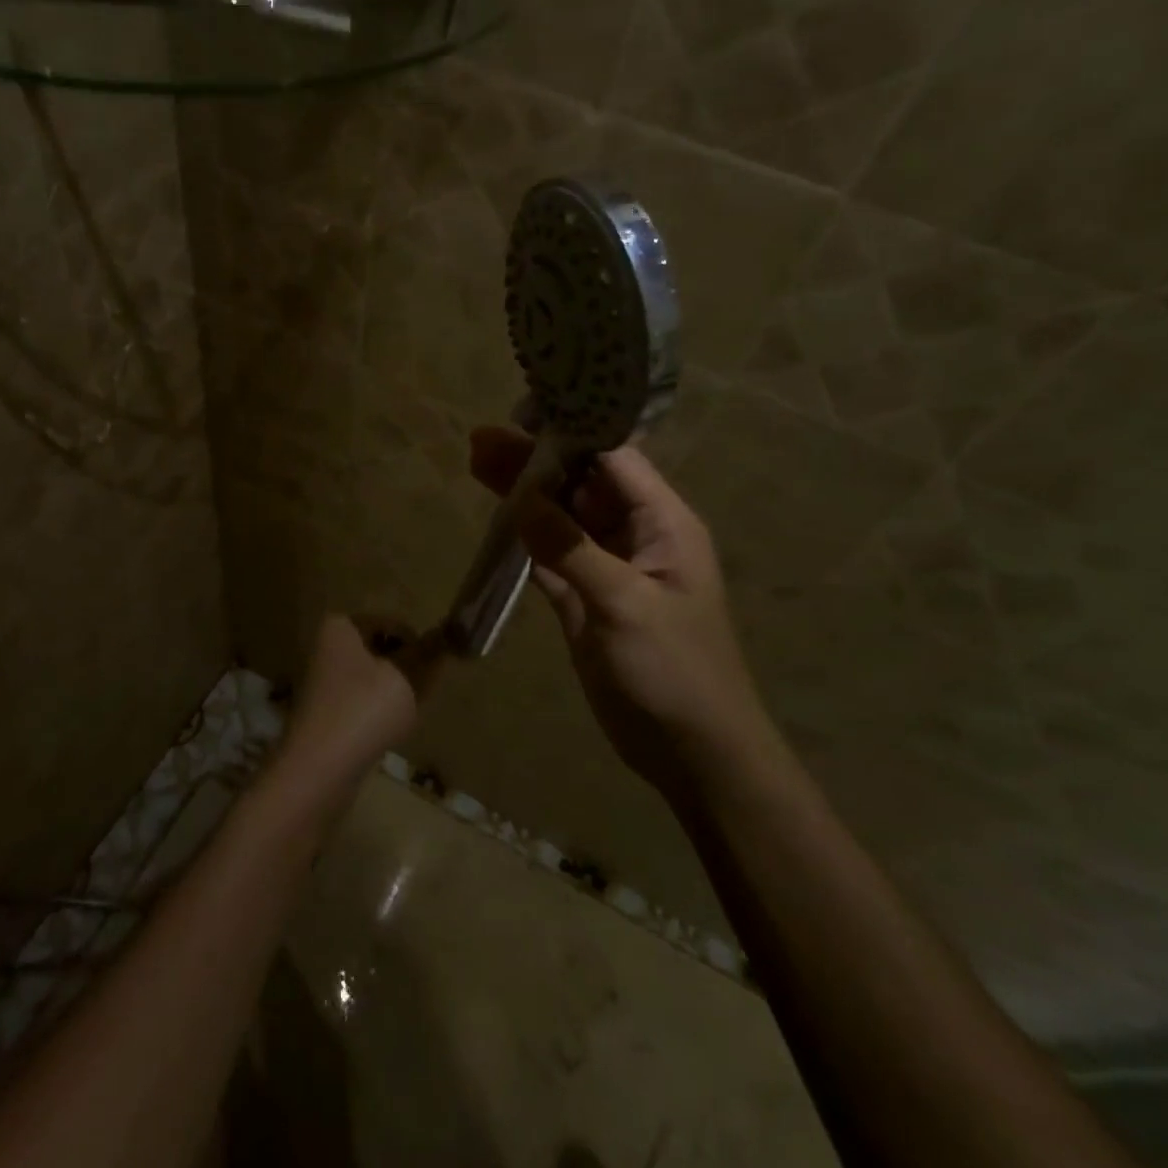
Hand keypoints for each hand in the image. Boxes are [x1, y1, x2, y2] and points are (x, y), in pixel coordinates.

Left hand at [272, 615, 443, 803]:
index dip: (418, 643)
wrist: (318, 770)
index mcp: (340, 627)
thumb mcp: (406, 678)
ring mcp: (321, 682)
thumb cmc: (364, 710)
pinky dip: (378, 711)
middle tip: (425, 690)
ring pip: (372, 678)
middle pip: (380, 650)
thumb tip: (445, 636)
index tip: (436, 667)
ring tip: (408, 711)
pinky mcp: (324, 713)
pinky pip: (360, 702)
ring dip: (394, 691)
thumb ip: (427, 655)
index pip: (391, 624)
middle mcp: (325, 648)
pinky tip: (390, 729)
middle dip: (406, 668)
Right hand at [468, 427, 772, 787]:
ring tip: (477, 463)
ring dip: (523, 494)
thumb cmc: (675, 671)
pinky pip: (548, 555)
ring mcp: (605, 567)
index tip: (522, 416)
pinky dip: (522, 536)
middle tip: (480, 441)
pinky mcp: (583, 598)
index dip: (571, 434)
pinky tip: (494, 515)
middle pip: (579, 484)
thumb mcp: (627, 604)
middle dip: (534, 461)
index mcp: (663, 523)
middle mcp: (634, 535)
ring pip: (559, 517)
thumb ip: (572, 549)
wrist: (690, 751)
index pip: (614, 461)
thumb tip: (523, 499)